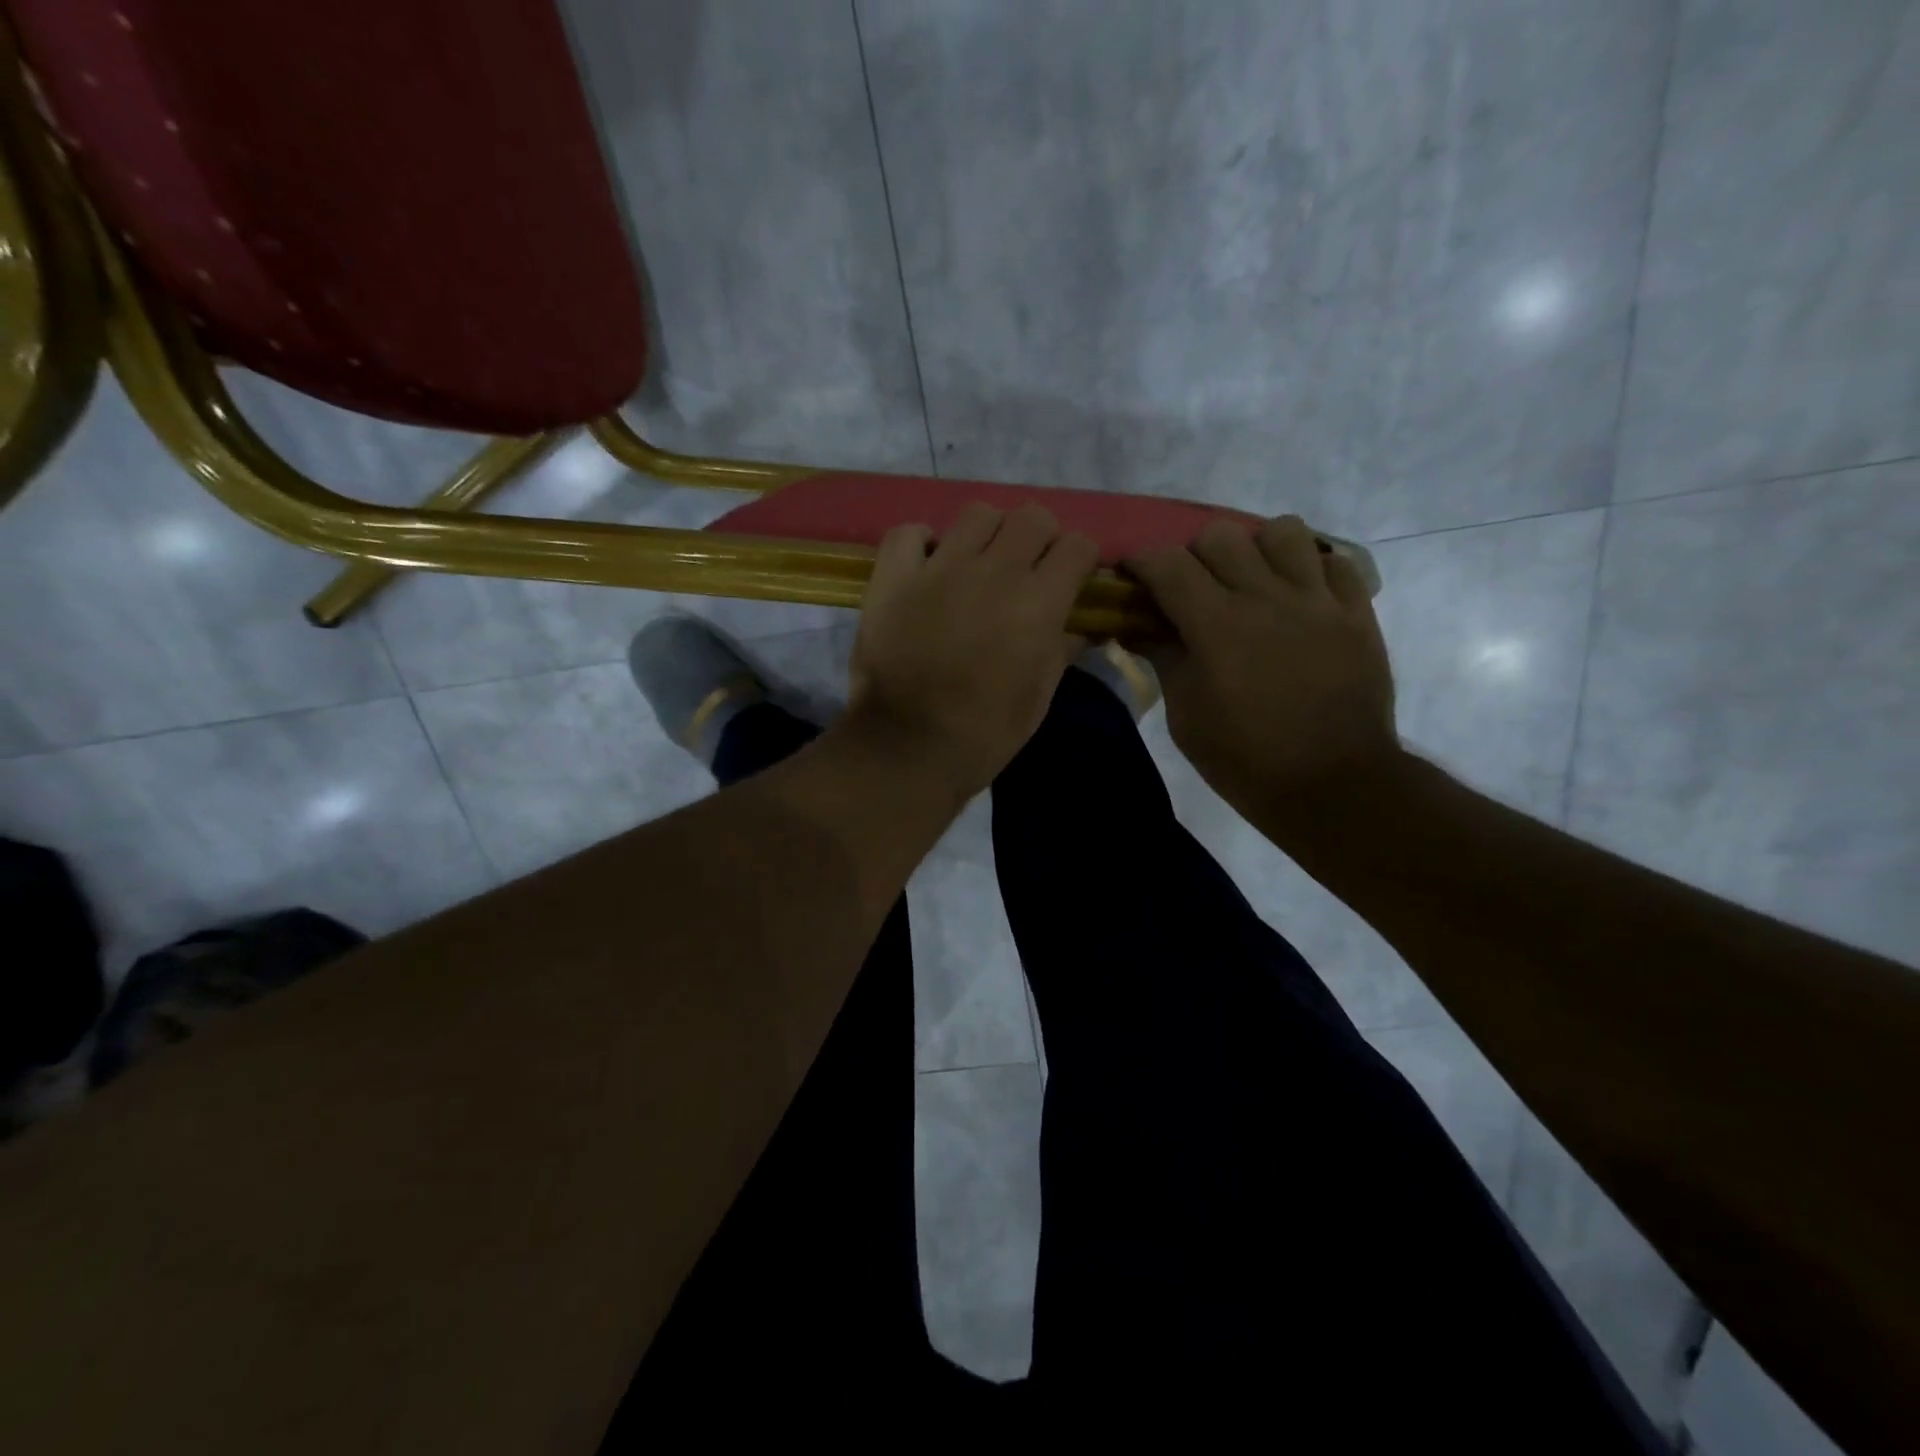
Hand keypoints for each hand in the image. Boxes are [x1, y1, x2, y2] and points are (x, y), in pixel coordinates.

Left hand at [849, 503, 1098, 796]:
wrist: (907, 747)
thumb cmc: (984, 733)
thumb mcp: (1038, 698)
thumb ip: (1061, 650)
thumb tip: (1076, 626)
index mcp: (1038, 602)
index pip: (1078, 546)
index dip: (1079, 561)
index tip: (1071, 580)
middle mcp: (994, 571)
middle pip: (1032, 517)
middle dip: (1040, 539)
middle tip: (1027, 571)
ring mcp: (939, 568)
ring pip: (978, 513)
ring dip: (988, 534)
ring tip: (978, 565)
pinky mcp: (893, 576)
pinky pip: (910, 532)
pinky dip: (922, 543)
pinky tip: (927, 566)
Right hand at [1126, 515, 1397, 834]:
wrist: (1332, 785)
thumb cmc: (1244, 759)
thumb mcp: (1185, 716)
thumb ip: (1163, 658)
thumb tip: (1137, 626)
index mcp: (1217, 626)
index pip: (1167, 564)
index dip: (1141, 562)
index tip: (1132, 577)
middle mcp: (1266, 598)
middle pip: (1219, 536)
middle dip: (1193, 556)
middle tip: (1191, 589)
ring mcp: (1318, 601)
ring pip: (1283, 531)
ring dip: (1256, 550)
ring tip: (1251, 582)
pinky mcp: (1356, 613)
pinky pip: (1333, 561)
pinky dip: (1309, 570)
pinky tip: (1297, 599)